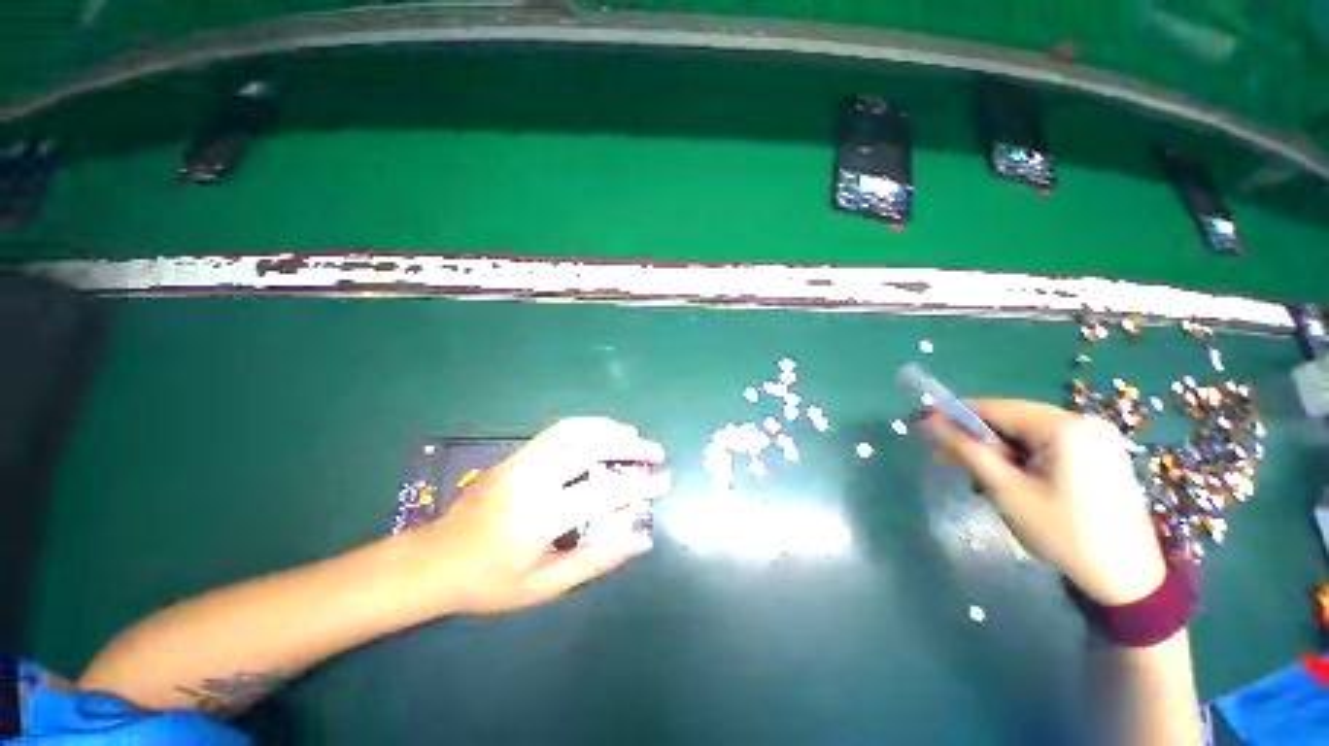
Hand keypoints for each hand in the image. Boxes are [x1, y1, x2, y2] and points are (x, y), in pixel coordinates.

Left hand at [412, 417, 670, 615]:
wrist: (433, 561)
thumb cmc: (489, 582)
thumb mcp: (544, 586)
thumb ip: (596, 561)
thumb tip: (641, 539)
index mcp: (541, 518)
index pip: (603, 493)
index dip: (640, 485)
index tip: (665, 480)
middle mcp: (533, 480)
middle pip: (590, 448)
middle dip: (630, 445)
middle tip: (655, 451)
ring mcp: (522, 462)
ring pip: (574, 431)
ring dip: (609, 428)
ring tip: (633, 434)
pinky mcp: (515, 455)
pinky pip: (557, 431)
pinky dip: (587, 425)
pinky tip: (601, 431)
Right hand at [922, 399, 1165, 605]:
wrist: (1128, 578)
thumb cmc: (1064, 534)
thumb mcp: (1007, 492)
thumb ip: (968, 451)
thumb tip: (929, 423)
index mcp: (1065, 427)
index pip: (995, 408)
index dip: (955, 415)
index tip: (924, 425)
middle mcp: (1083, 422)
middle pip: (1012, 418)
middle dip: (977, 437)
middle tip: (947, 458)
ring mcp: (1097, 437)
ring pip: (1028, 431)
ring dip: (998, 448)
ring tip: (978, 475)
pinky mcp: (1101, 453)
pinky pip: (1048, 443)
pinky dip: (1022, 455)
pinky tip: (1011, 477)